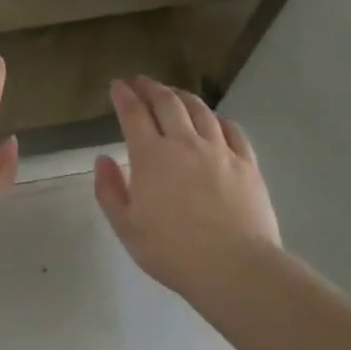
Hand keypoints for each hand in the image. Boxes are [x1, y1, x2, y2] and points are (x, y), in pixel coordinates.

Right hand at [94, 76, 281, 301]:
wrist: (235, 267)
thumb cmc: (172, 251)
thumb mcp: (127, 227)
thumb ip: (110, 190)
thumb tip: (103, 159)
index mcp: (151, 156)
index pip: (133, 114)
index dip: (123, 96)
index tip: (117, 85)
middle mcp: (185, 143)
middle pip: (167, 103)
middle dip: (150, 88)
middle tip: (141, 82)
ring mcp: (220, 150)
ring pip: (200, 110)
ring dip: (182, 96)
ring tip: (174, 93)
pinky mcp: (247, 163)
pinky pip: (232, 129)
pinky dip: (217, 118)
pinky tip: (214, 119)